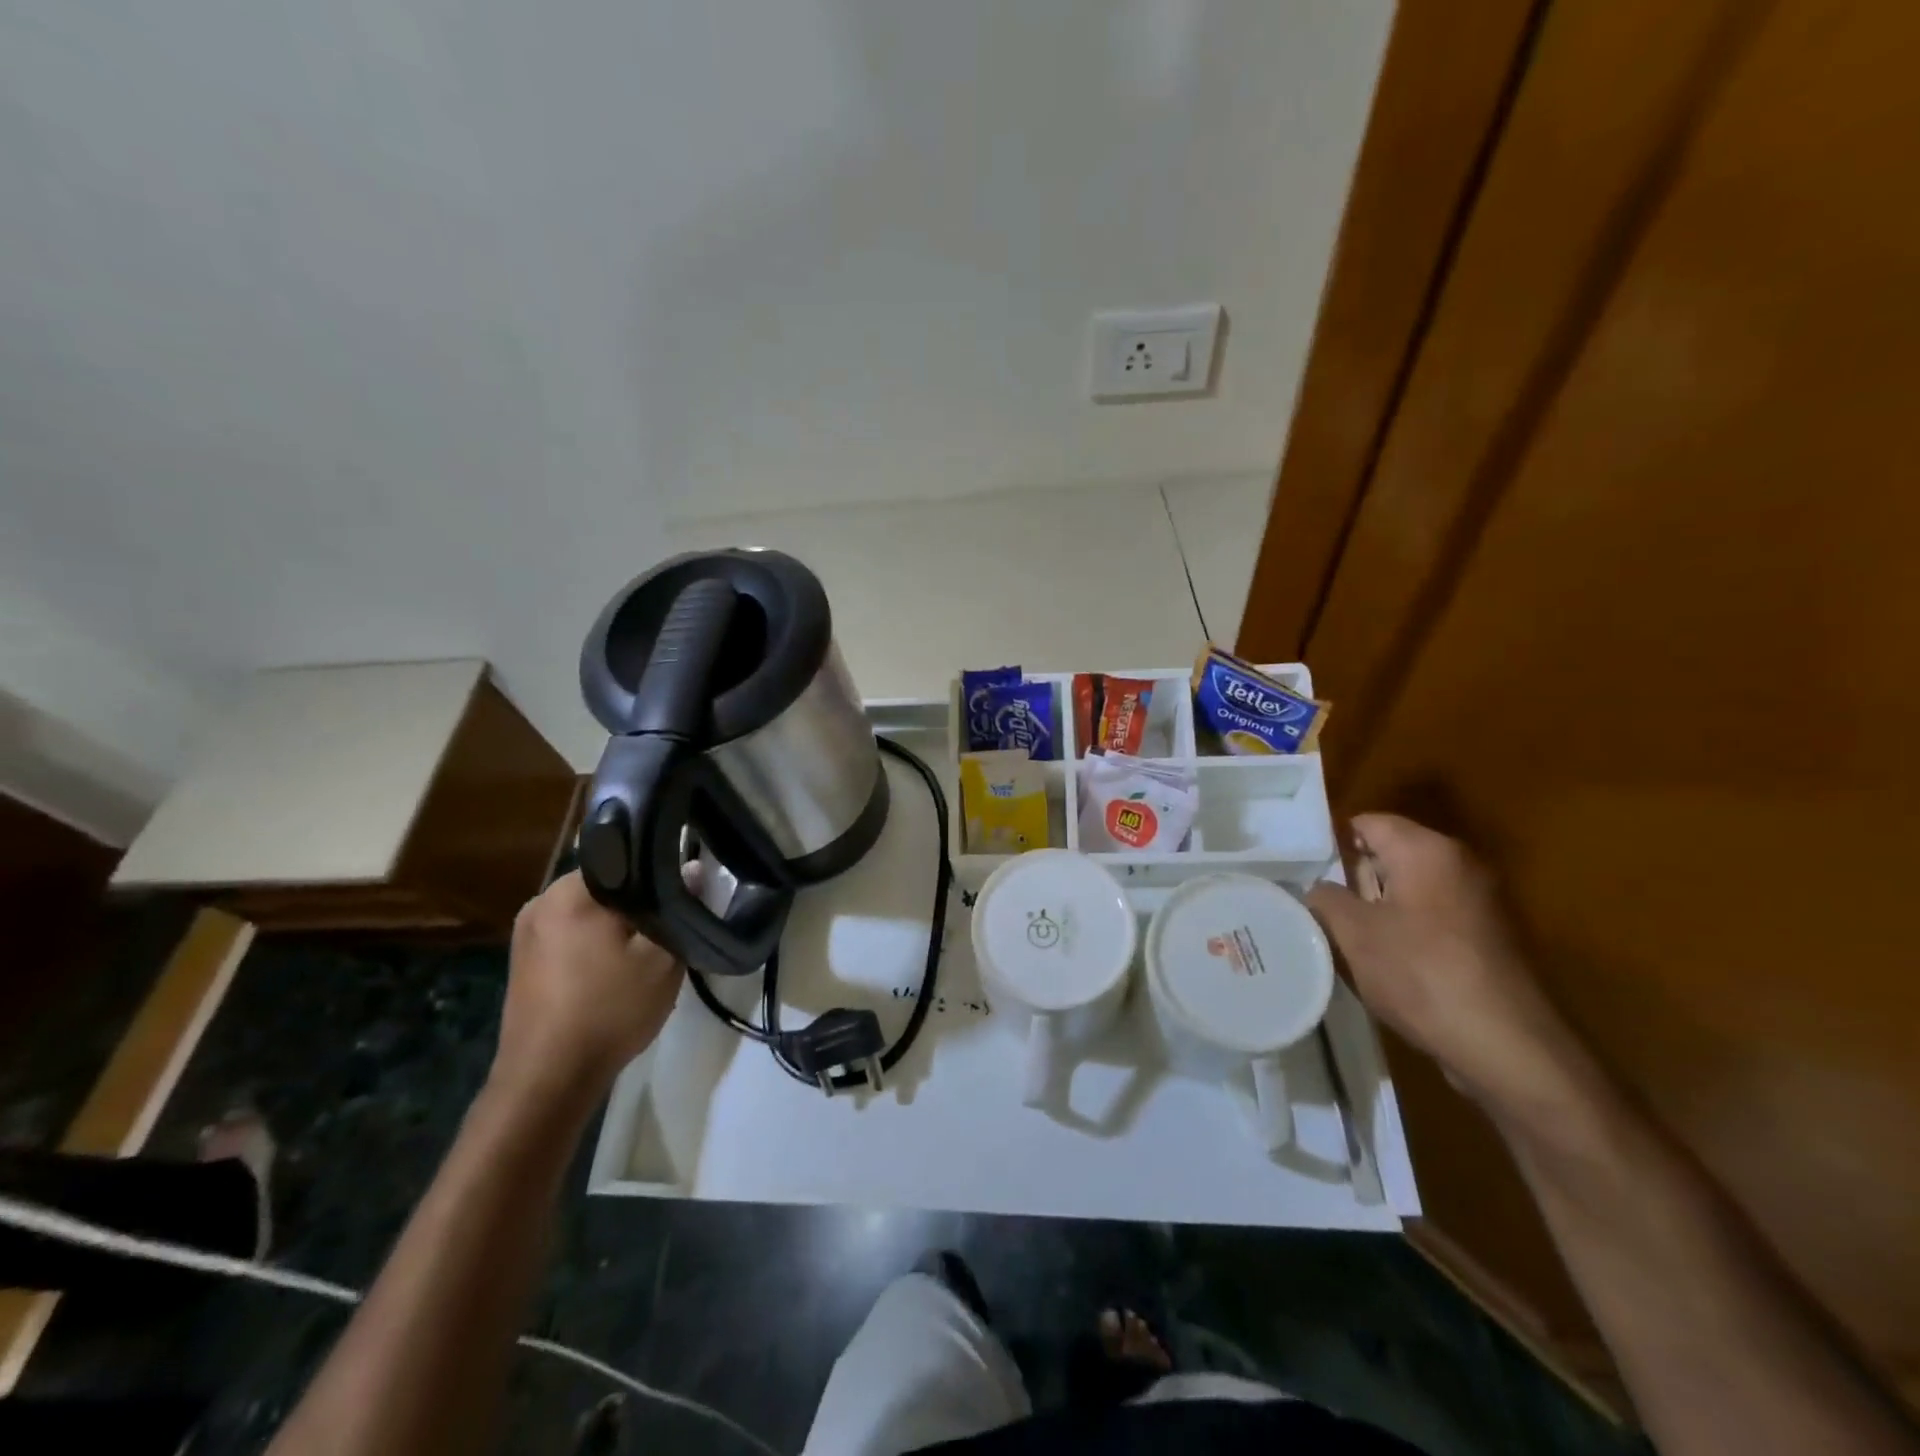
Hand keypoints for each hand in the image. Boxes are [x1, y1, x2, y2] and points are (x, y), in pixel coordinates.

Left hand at [489, 871, 684, 1111]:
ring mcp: (526, 933)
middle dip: (638, 897)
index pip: (624, 855)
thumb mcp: (661, 958)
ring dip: (618, 921)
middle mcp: (540, 901)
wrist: (547, 1080)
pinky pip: (571, 933)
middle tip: (672, 918)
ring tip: (649, 942)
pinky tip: (617, 965)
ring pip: (588, 909)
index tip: (684, 884)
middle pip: (605, 883)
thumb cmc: (608, 1010)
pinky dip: (596, 940)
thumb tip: (692, 867)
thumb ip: (678, 906)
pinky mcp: (524, 961)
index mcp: (569, 891)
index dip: (660, 867)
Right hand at [1308, 814, 1595, 1122]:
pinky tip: (1385, 959)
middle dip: (1353, 876)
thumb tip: (1319, 888)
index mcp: (1426, 850)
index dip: (1332, 842)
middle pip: (1390, 853)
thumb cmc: (1420, 973)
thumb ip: (1325, 898)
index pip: (1368, 822)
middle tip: (1318, 904)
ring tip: (1344, 934)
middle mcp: (1458, 863)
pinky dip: (1405, 927)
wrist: (1506, 1045)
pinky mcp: (1487, 936)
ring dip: (1378, 905)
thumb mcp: (1353, 933)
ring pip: (1410, 886)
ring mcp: (1479, 900)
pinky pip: (1432, 914)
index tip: (1303, 870)